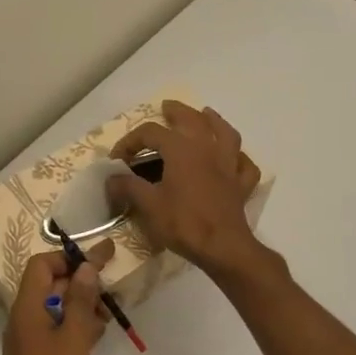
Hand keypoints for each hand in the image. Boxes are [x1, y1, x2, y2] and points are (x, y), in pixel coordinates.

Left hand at [0, 242, 114, 354]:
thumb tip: (86, 267)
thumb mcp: (73, 339)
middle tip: (111, 283)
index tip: (99, 260)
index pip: (41, 265)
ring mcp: (29, 344)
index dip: (68, 258)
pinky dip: (76, 328)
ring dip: (80, 305)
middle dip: (79, 281)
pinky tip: (98, 335)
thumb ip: (79, 301)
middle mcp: (23, 321)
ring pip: (55, 311)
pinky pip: (57, 334)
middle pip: (49, 286)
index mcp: (26, 309)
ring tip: (110, 310)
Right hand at [107, 101, 263, 277]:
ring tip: (207, 115)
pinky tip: (233, 158)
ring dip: (214, 121)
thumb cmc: (183, 222)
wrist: (223, 247)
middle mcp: (207, 149)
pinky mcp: (241, 185)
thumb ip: (128, 187)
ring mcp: (228, 165)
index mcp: (181, 149)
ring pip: (225, 133)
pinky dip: (238, 158)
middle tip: (166, 107)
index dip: (130, 141)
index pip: (151, 132)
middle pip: (192, 119)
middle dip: (177, 111)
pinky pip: (244, 165)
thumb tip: (111, 179)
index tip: (117, 158)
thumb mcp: (148, 204)